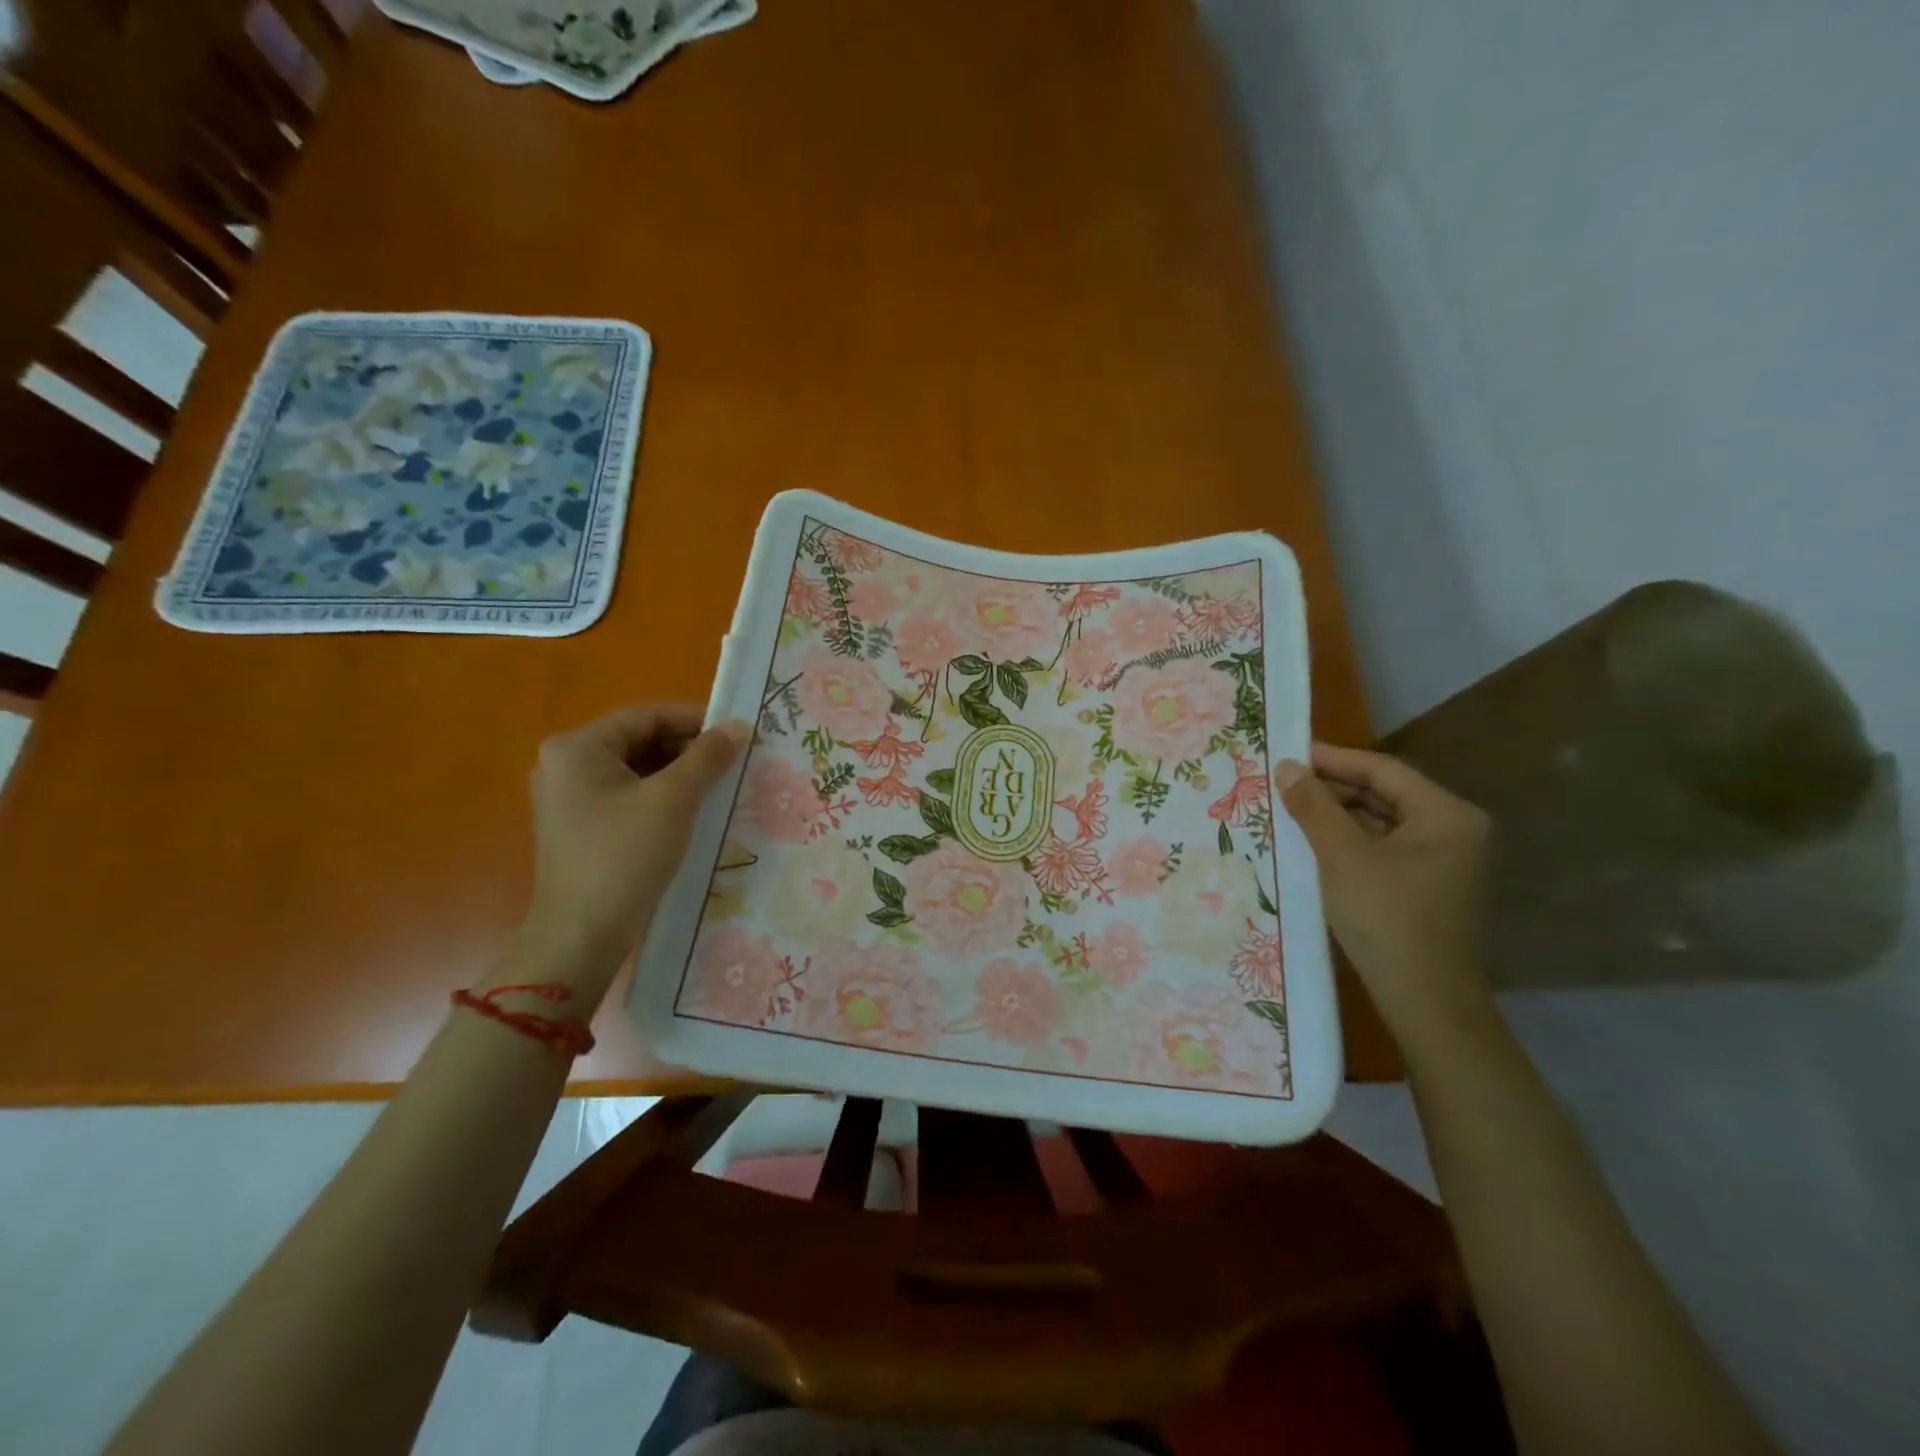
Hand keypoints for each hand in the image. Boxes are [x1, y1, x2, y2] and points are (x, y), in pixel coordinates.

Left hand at [513, 704, 747, 1004]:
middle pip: (640, 741)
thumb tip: (739, 725)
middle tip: (734, 760)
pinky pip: (628, 796)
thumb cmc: (625, 856)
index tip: (737, 731)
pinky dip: (661, 797)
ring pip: (637, 770)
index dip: (695, 720)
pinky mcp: (581, 826)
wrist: (582, 935)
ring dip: (679, 774)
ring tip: (722, 784)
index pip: (646, 717)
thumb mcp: (673, 800)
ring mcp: (570, 798)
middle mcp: (566, 765)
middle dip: (688, 749)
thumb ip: (708, 757)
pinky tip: (695, 809)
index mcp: (577, 747)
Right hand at [1275, 743, 1494, 1050]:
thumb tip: (1287, 766)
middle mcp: (1453, 831)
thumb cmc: (1387, 918)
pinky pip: (1383, 848)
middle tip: (1283, 783)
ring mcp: (1443, 862)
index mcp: (1446, 815)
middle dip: (1333, 788)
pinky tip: (1312, 844)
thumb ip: (1314, 806)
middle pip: (1384, 794)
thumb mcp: (1342, 856)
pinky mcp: (1426, 887)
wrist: (1425, 1002)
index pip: (1383, 770)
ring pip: (1381, 822)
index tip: (1288, 753)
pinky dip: (1348, 841)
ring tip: (1290, 810)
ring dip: (1337, 815)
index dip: (1333, 759)